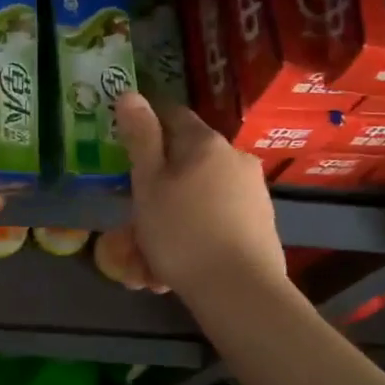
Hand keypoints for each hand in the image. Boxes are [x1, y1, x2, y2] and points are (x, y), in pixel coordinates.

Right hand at [112, 91, 287, 308]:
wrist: (240, 291)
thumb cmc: (182, 233)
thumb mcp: (148, 184)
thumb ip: (140, 138)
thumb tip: (130, 94)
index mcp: (205, 143)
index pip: (172, 114)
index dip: (146, 123)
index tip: (125, 144)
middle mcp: (234, 158)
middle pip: (184, 162)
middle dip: (156, 188)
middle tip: (131, 222)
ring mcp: (252, 192)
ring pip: (197, 197)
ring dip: (171, 219)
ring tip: (146, 262)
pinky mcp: (260, 224)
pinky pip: (215, 220)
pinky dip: (193, 236)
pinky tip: (173, 270)